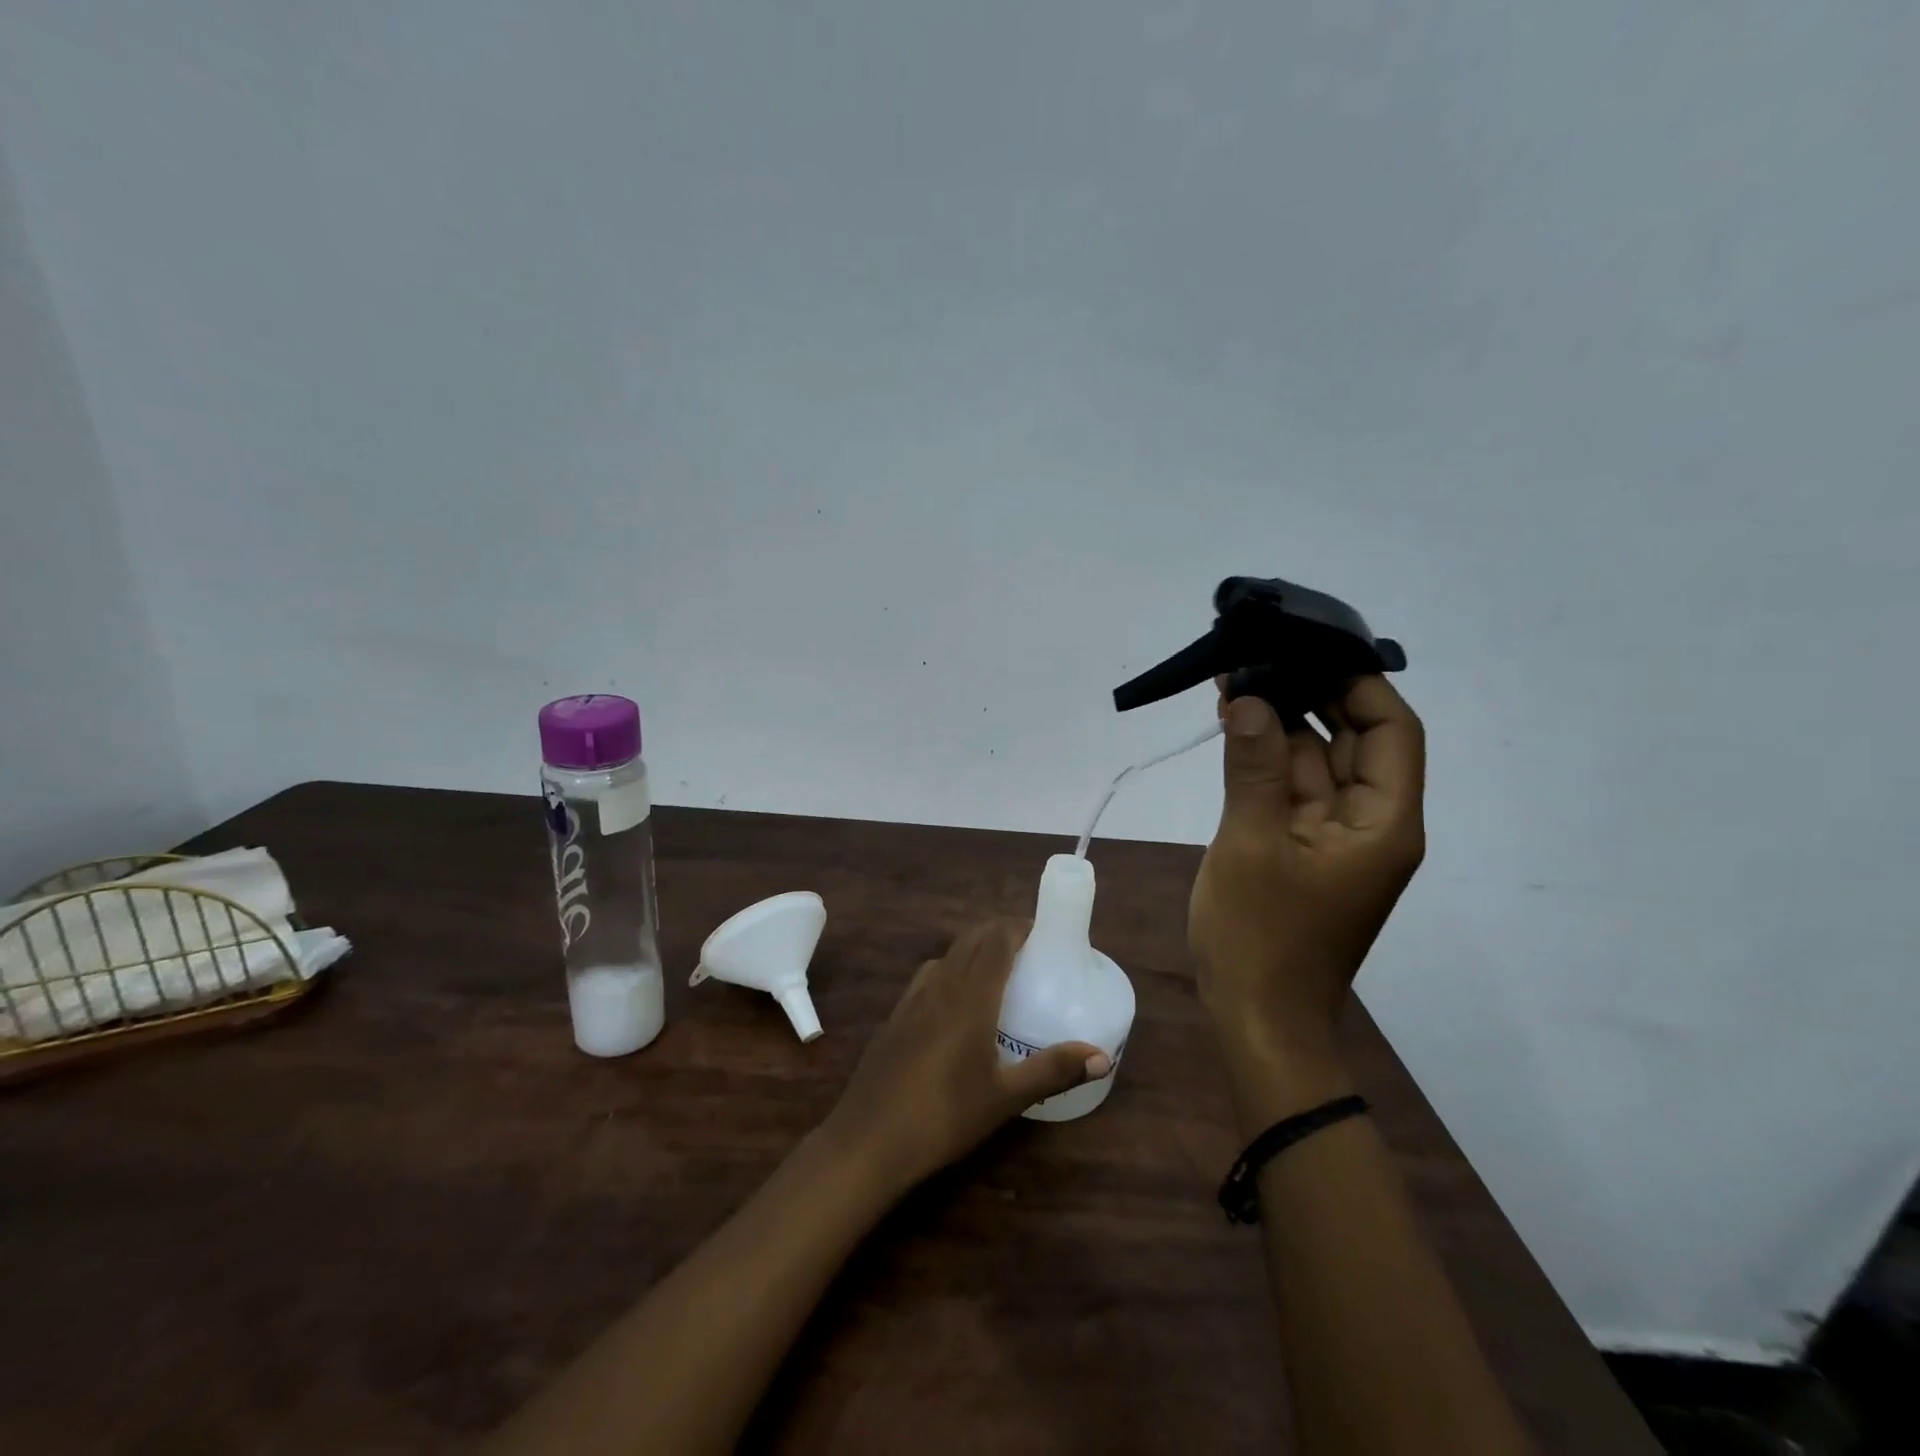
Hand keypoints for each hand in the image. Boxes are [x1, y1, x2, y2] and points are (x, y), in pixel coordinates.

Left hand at [821, 920, 1109, 1191]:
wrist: (868, 1140)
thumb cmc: (944, 1115)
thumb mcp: (1005, 1097)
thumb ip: (1053, 1070)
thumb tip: (1103, 1057)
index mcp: (970, 995)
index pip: (996, 940)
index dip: (1018, 927)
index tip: (1044, 933)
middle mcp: (940, 985)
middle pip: (971, 940)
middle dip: (1000, 934)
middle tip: (1030, 951)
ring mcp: (912, 999)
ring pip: (947, 956)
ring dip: (973, 951)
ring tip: (997, 973)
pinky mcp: (895, 1017)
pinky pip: (928, 977)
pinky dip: (949, 971)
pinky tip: (955, 1004)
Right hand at [1189, 677, 1425, 1053]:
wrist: (1256, 1018)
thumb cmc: (1262, 937)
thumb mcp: (1253, 844)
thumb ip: (1254, 767)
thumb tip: (1252, 696)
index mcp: (1383, 822)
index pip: (1392, 731)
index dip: (1357, 683)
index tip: (1309, 647)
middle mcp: (1368, 822)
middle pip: (1352, 740)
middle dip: (1309, 694)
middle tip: (1260, 653)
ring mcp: (1331, 836)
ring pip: (1314, 761)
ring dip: (1279, 723)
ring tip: (1235, 677)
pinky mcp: (1300, 847)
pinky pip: (1289, 788)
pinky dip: (1264, 756)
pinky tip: (1234, 725)